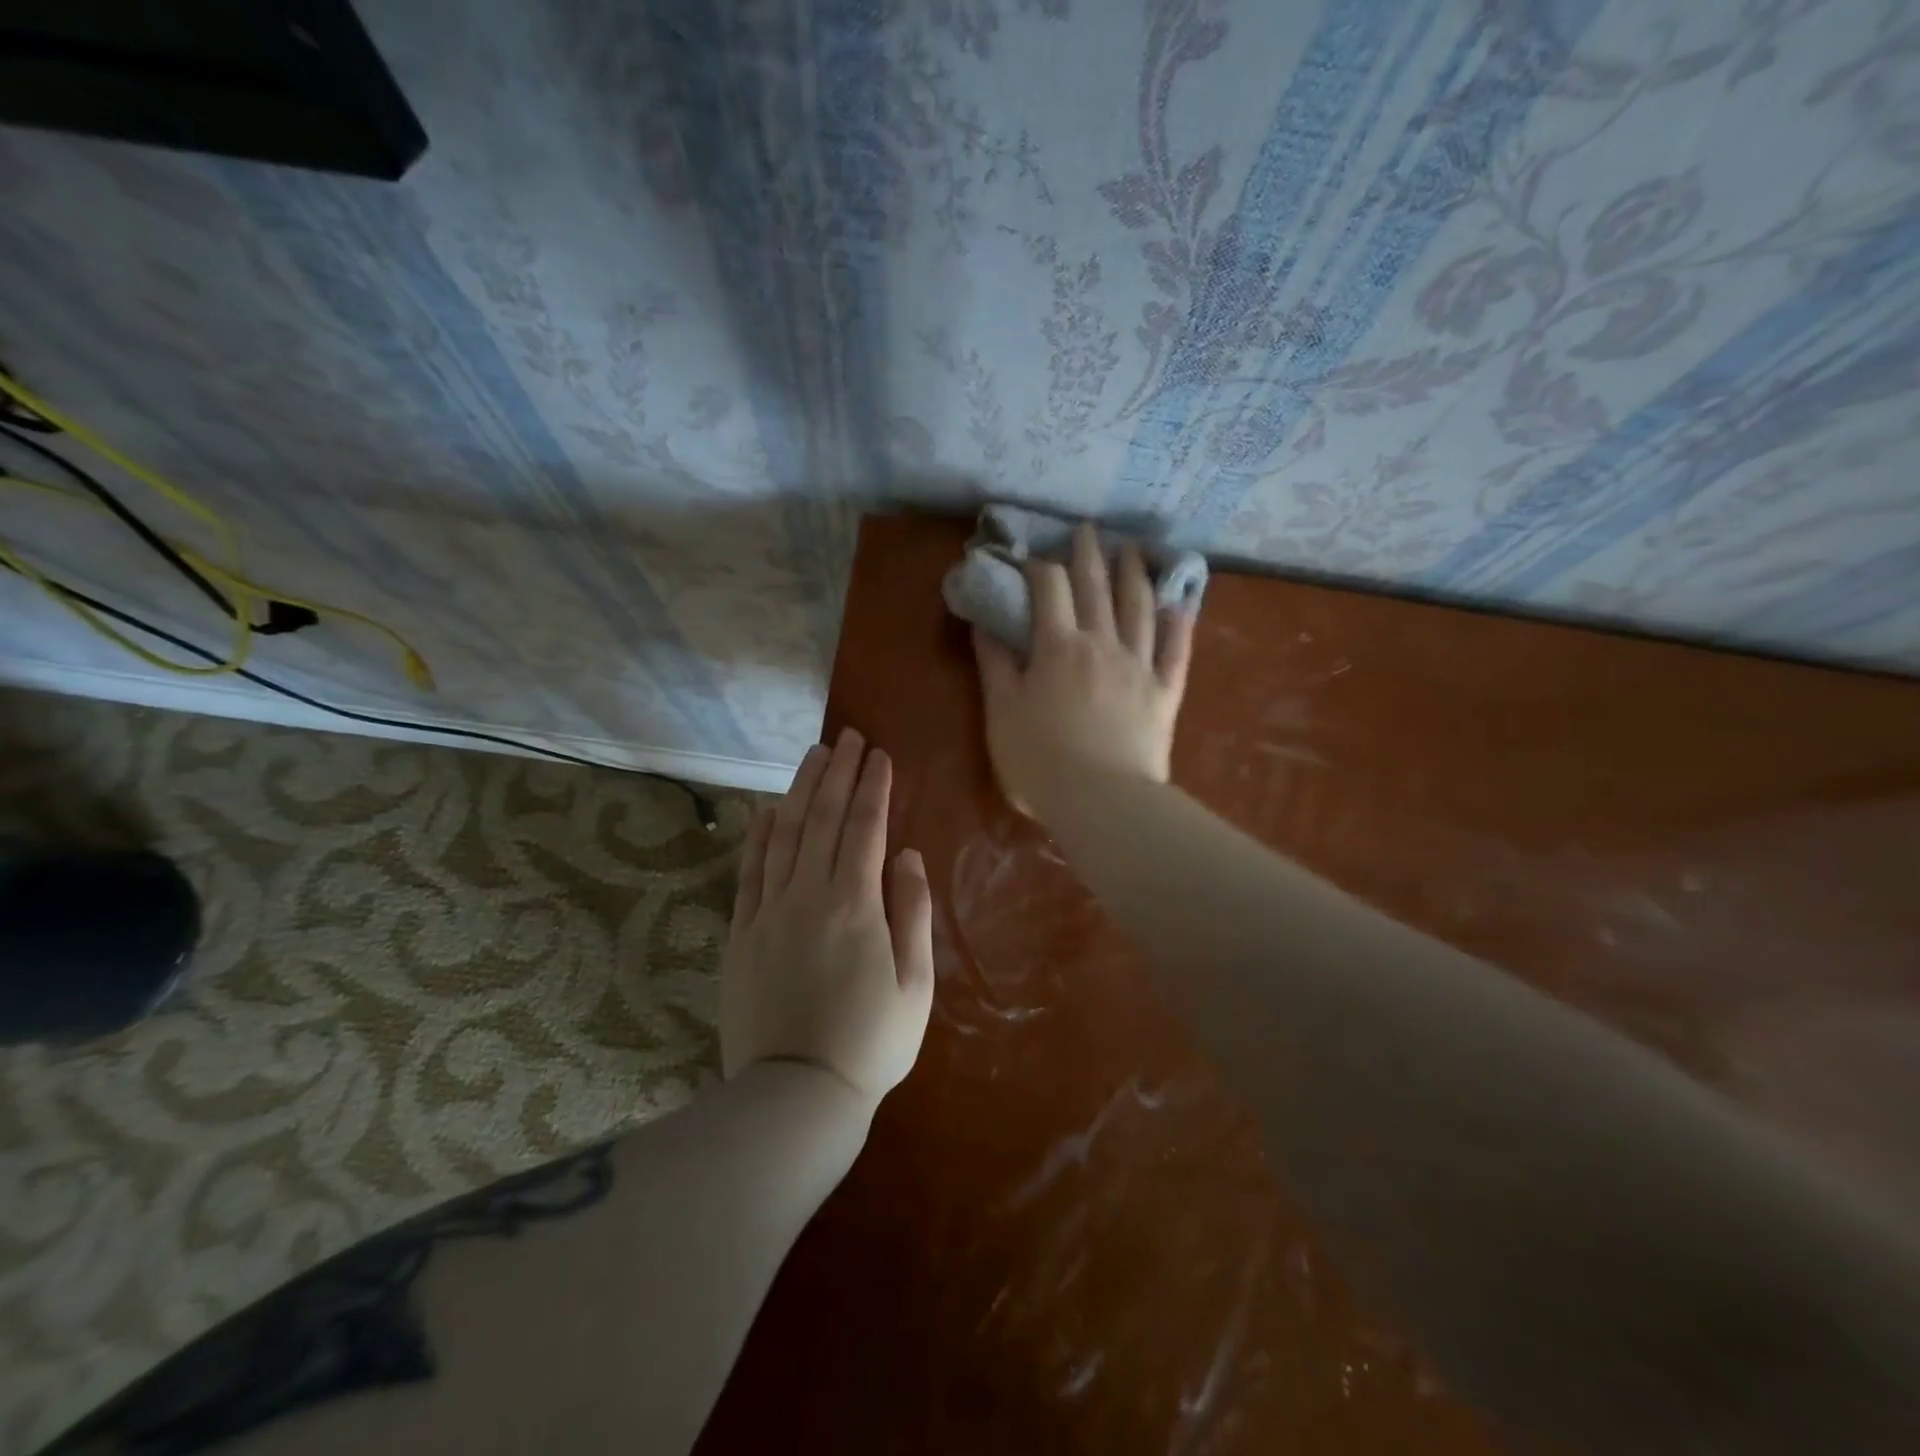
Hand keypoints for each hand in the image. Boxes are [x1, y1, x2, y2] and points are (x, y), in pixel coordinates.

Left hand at [720, 728, 934, 1109]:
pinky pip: (750, 871)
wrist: (796, 1095)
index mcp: (855, 905)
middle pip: (823, 819)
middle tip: (848, 736)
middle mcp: (808, 895)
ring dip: (801, 790)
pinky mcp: (742, 933)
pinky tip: (767, 809)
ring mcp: (769, 912)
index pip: (865, 828)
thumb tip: (908, 856)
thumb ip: (912, 912)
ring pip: (784, 835)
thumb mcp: (915, 984)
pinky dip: (759, 835)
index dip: (873, 787)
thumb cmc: (871, 1042)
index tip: (879, 754)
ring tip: (814, 755)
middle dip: (838, 773)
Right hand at [972, 523, 1194, 821]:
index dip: (1039, 567)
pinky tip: (1180, 604)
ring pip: (1140, 608)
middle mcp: (1102, 643)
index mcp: (1058, 647)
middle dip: (1089, 554)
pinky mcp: (1165, 692)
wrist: (1102, 801)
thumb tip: (984, 622)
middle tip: (1088, 529)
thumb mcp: (1001, 713)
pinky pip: (1176, 650)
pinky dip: (1179, 624)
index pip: (1049, 589)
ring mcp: (1139, 665)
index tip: (1031, 557)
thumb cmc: (1040, 761)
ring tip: (1133, 549)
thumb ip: (994, 665)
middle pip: (1097, 587)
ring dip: (1135, 574)